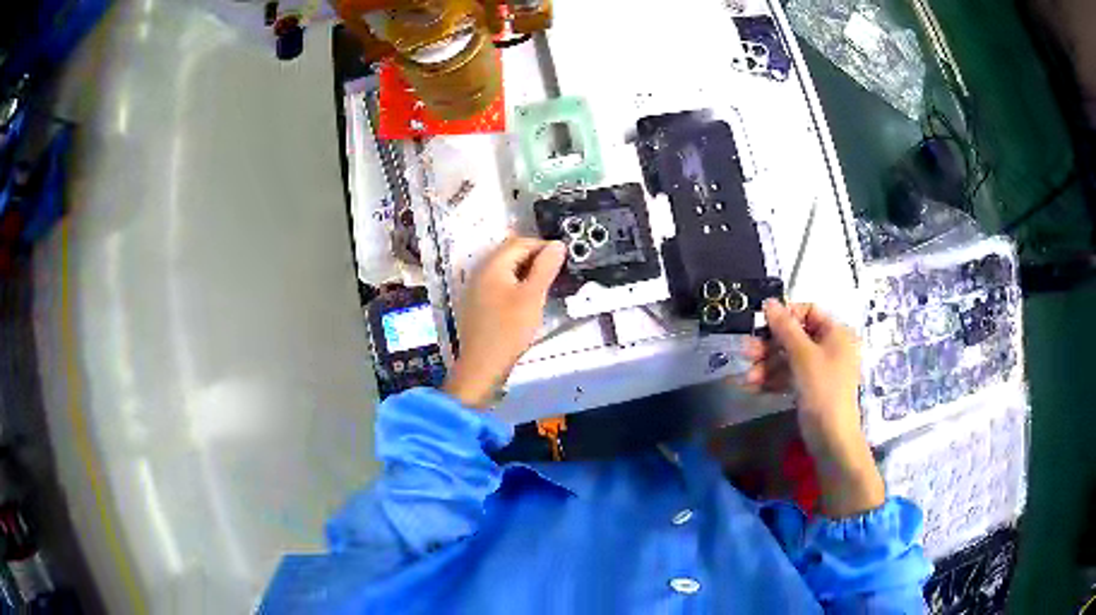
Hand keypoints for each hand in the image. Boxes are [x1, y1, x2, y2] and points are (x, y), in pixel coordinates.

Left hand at [443, 236, 565, 407]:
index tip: (562, 259)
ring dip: (525, 272)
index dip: (543, 246)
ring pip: (504, 269)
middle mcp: (480, 271)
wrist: (482, 365)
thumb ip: (545, 268)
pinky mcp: (476, 303)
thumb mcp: (533, 296)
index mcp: (492, 265)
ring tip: (544, 286)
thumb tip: (557, 245)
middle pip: (510, 253)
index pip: (520, 242)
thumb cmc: (509, 329)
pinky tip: (525, 300)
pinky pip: (498, 283)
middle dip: (534, 258)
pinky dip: (514, 284)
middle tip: (556, 272)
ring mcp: (476, 287)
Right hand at [742, 300, 883, 517]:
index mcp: (836, 333)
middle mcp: (830, 347)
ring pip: (789, 358)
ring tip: (748, 377)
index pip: (809, 311)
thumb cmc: (823, 389)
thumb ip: (785, 327)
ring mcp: (820, 369)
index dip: (786, 315)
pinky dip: (773, 379)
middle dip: (769, 345)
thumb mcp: (803, 355)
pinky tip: (753, 387)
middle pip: (795, 336)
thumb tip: (769, 301)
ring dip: (766, 365)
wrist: (831, 438)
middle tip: (746, 352)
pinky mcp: (810, 388)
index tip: (762, 323)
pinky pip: (789, 376)